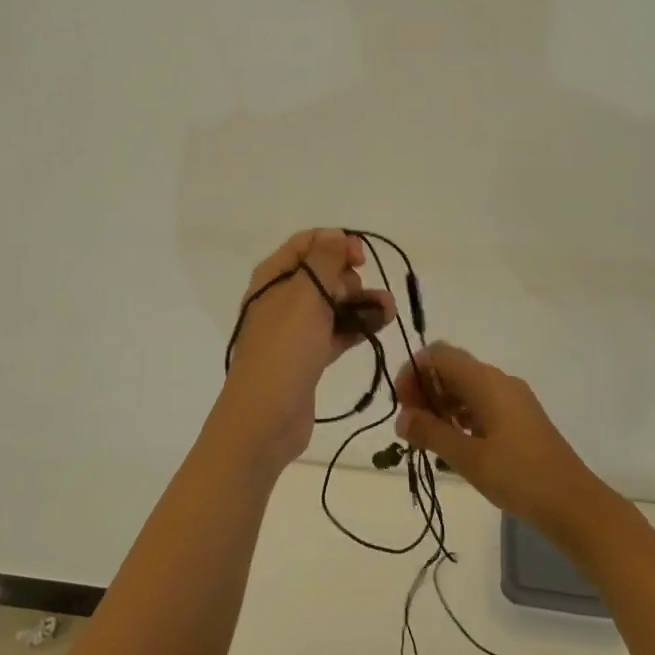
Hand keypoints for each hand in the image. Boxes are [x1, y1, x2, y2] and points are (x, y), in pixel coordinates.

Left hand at [218, 229, 393, 465]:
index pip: (307, 244)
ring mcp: (294, 330)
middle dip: (351, 277)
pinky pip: (336, 331)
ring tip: (389, 310)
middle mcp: (281, 299)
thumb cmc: (284, 349)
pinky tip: (380, 325)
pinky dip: (357, 326)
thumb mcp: (305, 295)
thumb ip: (324, 261)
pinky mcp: (307, 357)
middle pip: (323, 273)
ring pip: (333, 304)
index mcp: (273, 277)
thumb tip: (336, 235)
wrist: (265, 418)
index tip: (361, 259)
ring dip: (361, 303)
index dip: (336, 243)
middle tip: (363, 294)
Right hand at [393, 343, 621, 546]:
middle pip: (452, 368)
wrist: (575, 505)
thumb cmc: (519, 477)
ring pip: (466, 387)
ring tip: (429, 439)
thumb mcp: (468, 458)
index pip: (439, 355)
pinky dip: (461, 415)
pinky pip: (482, 403)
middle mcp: (499, 381)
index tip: (402, 407)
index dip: (414, 372)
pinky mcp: (520, 418)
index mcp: (487, 381)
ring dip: (442, 404)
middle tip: (412, 427)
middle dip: (425, 390)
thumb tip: (401, 418)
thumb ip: (431, 433)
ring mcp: (513, 399)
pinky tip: (455, 444)